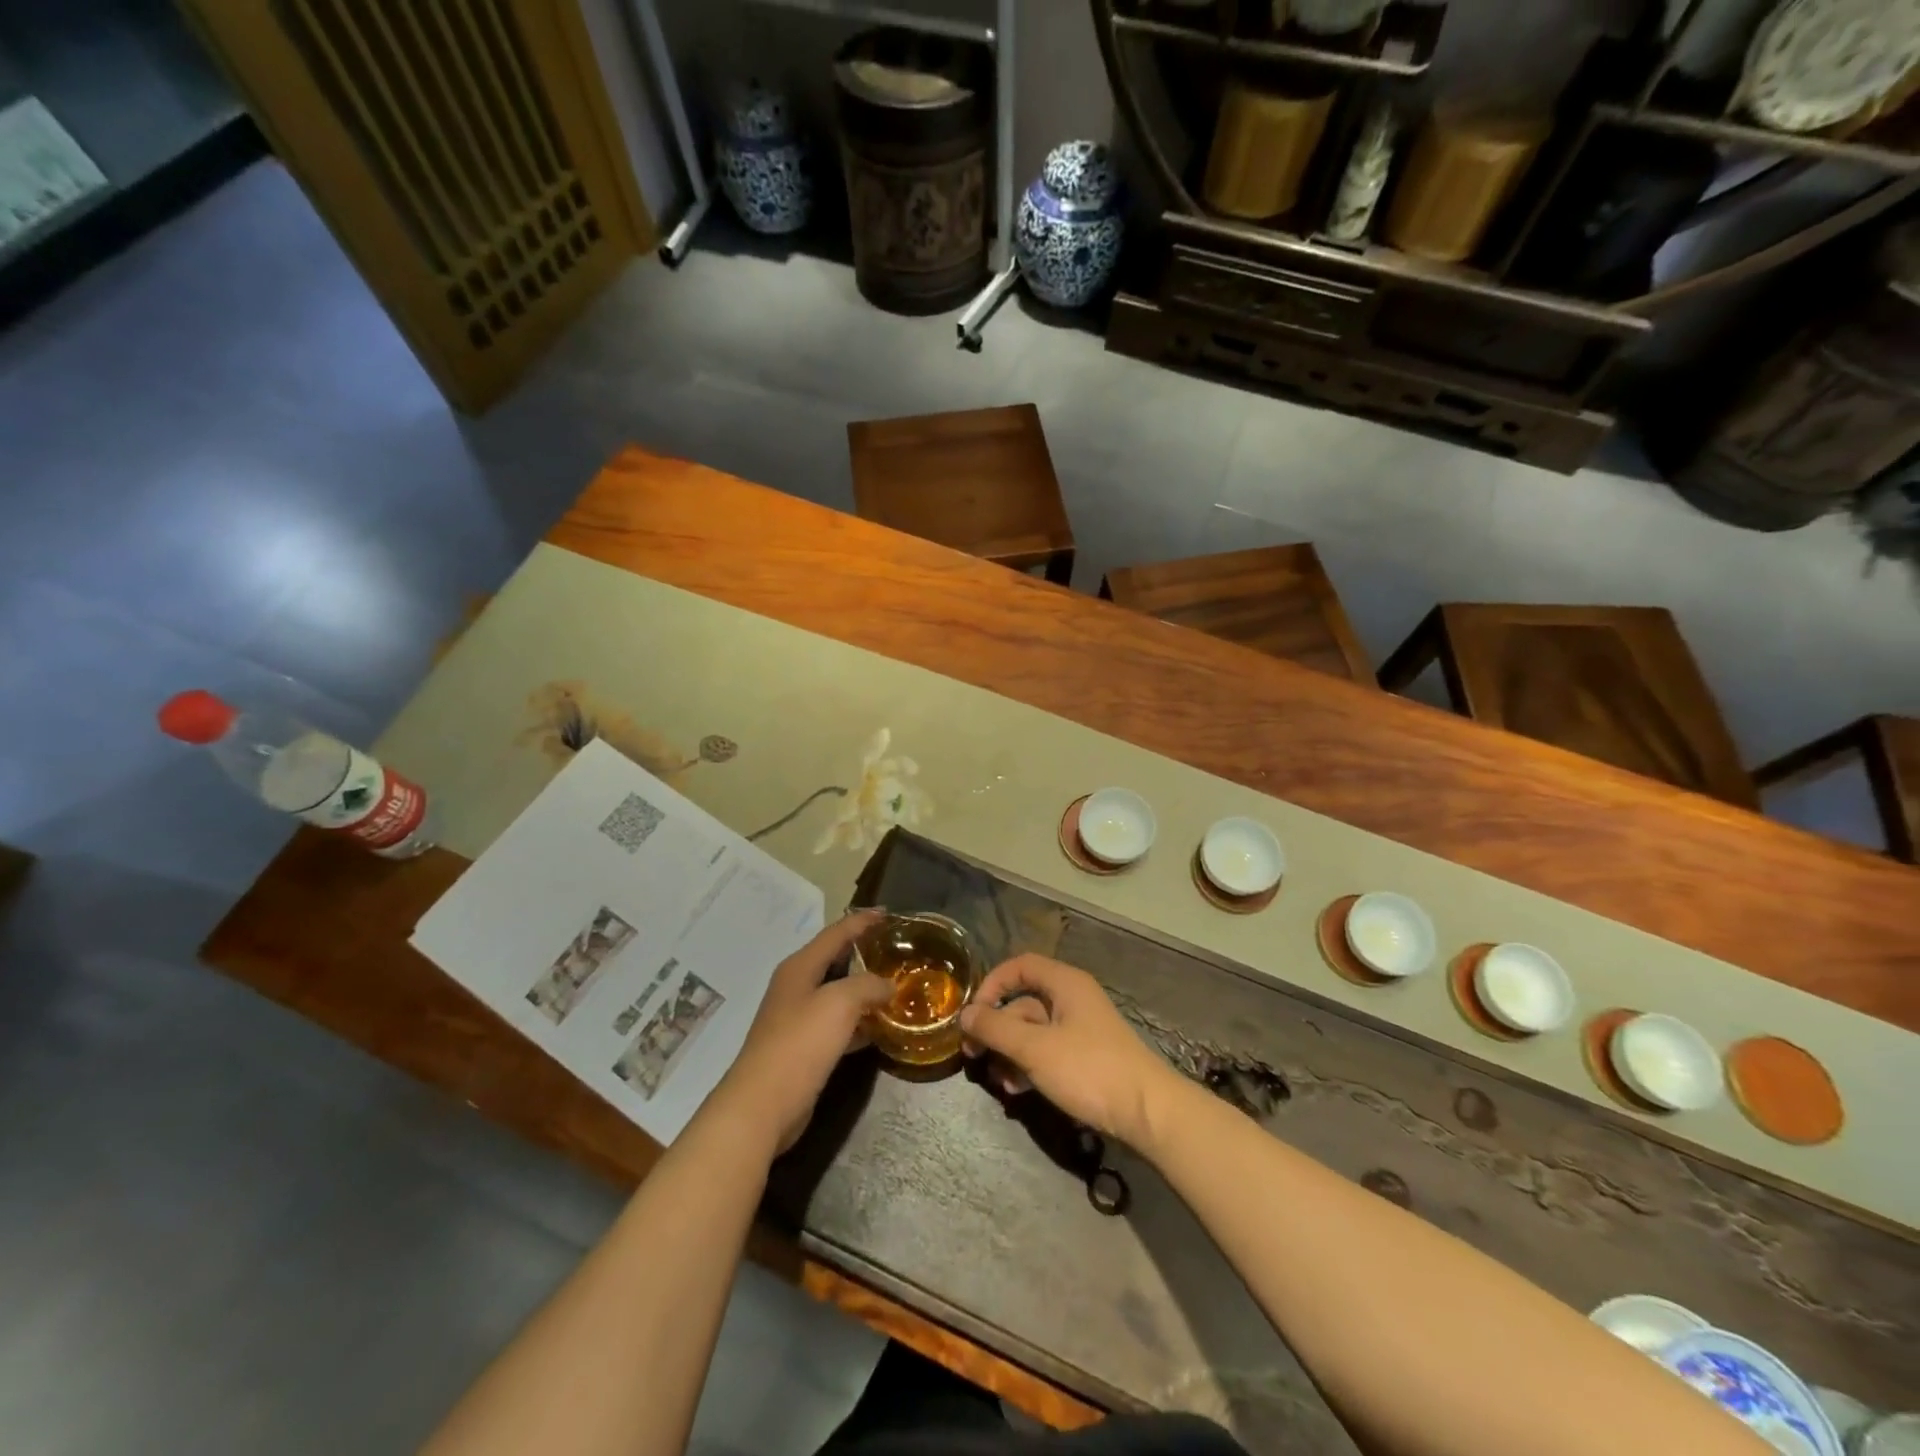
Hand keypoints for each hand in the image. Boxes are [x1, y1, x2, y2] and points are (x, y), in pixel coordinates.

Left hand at [708, 910, 893, 1155]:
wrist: (762, 1105)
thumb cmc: (800, 1043)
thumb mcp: (840, 1003)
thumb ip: (868, 985)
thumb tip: (888, 986)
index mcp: (800, 967)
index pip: (836, 933)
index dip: (862, 921)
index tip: (889, 913)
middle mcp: (796, 987)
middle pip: (835, 961)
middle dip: (864, 953)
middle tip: (897, 950)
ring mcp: (797, 1019)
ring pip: (837, 994)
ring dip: (864, 990)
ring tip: (896, 988)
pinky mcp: (803, 1049)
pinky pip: (836, 1025)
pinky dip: (858, 1022)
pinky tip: (879, 1029)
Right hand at [959, 954, 1181, 1146]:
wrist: (1148, 1112)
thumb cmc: (1089, 1069)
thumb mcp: (1035, 1049)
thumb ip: (996, 1029)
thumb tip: (964, 1013)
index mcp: (1065, 984)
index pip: (1020, 966)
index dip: (992, 984)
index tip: (973, 1013)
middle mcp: (1072, 999)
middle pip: (1023, 1002)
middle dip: (996, 1027)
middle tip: (971, 1054)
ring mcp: (1080, 1030)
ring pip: (1032, 1032)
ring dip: (1009, 1052)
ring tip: (997, 1080)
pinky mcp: (1085, 1059)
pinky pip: (1047, 1052)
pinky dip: (1028, 1066)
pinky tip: (1017, 1090)